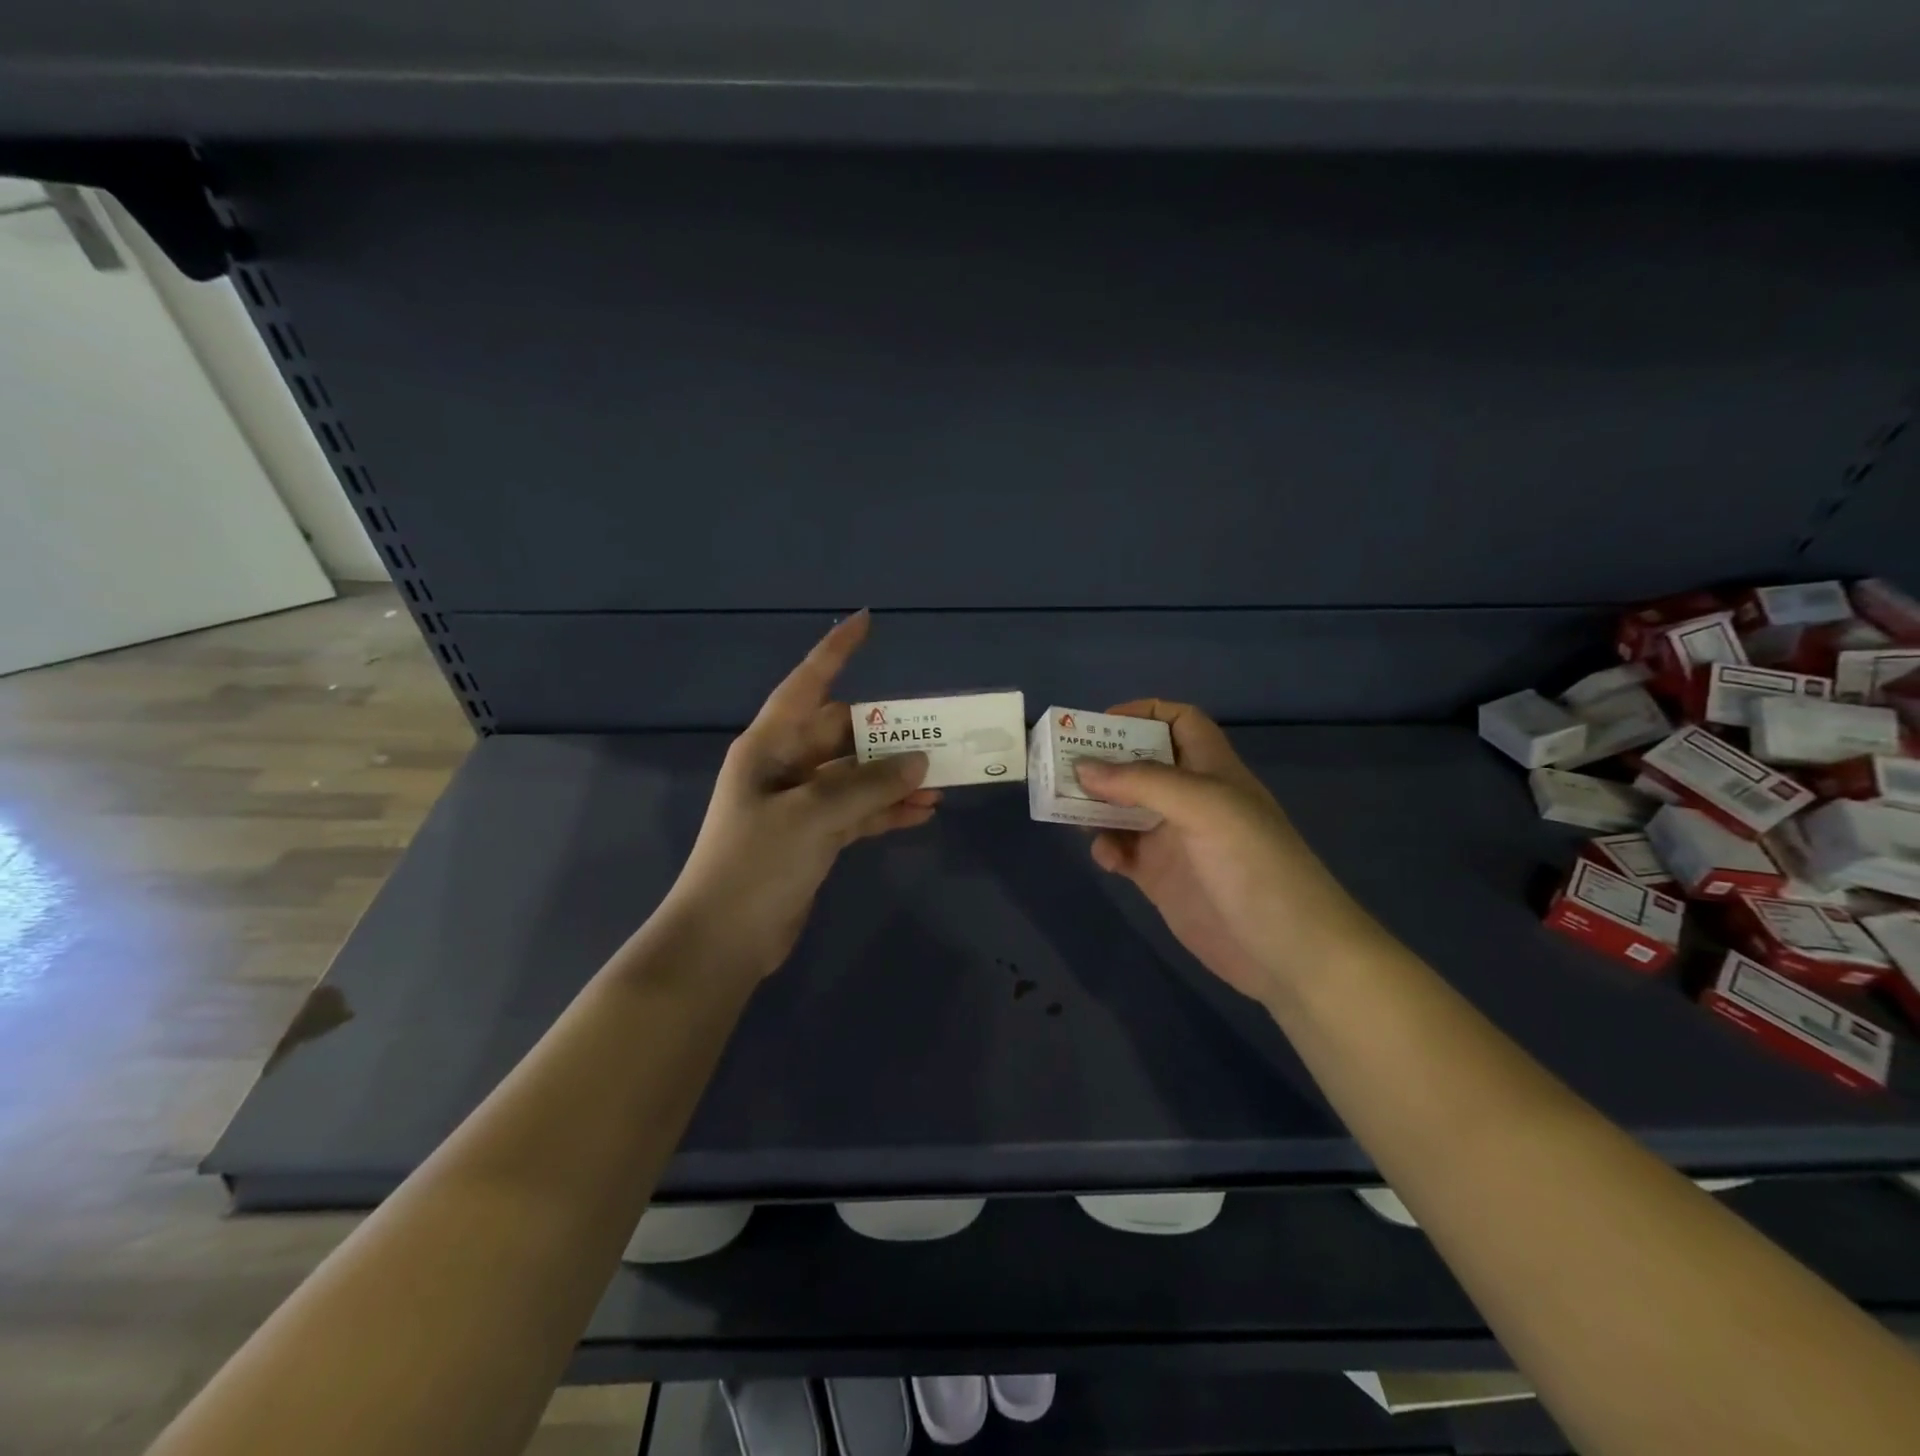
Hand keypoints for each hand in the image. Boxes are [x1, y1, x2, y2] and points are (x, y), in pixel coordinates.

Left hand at [667, 612, 937, 978]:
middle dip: (888, 735)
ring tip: (943, 780)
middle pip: (844, 735)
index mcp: (770, 746)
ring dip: (894, 778)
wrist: (724, 939)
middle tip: (938, 735)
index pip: (808, 685)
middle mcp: (785, 767)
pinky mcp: (813, 837)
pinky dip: (886, 811)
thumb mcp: (814, 816)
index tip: (868, 622)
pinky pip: (857, 812)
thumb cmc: (756, 863)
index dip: (836, 652)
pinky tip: (923, 813)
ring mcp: (800, 804)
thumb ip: (868, 785)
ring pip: (856, 777)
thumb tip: (918, 760)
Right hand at [1075, 700, 1385, 1005]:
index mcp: (1211, 769)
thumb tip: (1082, 767)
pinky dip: (1107, 848)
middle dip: (1103, 761)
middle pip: (1139, 763)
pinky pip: (1122, 850)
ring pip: (1123, 807)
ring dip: (1095, 805)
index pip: (1178, 721)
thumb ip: (1143, 783)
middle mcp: (1190, 798)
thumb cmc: (1255, 866)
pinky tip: (1107, 859)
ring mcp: (1174, 839)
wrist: (1288, 953)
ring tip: (1070, 811)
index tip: (1098, 725)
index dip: (1142, 714)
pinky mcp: (1160, 877)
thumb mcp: (1205, 808)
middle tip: (1062, 767)